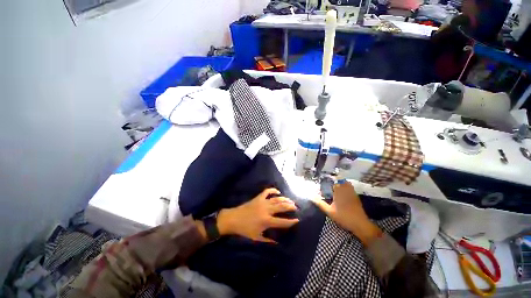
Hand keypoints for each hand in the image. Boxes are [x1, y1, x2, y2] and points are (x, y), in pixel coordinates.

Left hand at [217, 188, 299, 242]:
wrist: (234, 219)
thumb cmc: (245, 230)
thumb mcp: (257, 237)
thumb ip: (268, 240)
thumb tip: (278, 242)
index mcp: (267, 221)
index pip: (282, 221)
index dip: (291, 221)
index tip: (298, 220)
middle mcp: (267, 210)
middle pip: (282, 207)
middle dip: (290, 206)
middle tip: (296, 207)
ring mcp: (263, 202)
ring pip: (277, 199)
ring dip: (285, 199)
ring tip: (291, 200)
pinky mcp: (258, 197)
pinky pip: (267, 191)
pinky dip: (273, 190)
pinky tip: (278, 192)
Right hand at [311, 182, 381, 245]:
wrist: (360, 224)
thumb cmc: (343, 217)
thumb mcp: (329, 211)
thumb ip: (320, 204)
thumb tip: (312, 197)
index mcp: (339, 192)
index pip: (334, 183)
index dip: (330, 182)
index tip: (326, 184)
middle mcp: (346, 191)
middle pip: (341, 182)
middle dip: (336, 182)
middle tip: (331, 186)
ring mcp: (352, 194)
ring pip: (347, 184)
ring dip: (342, 184)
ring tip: (337, 188)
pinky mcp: (357, 198)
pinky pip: (352, 189)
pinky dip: (348, 188)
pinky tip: (344, 194)